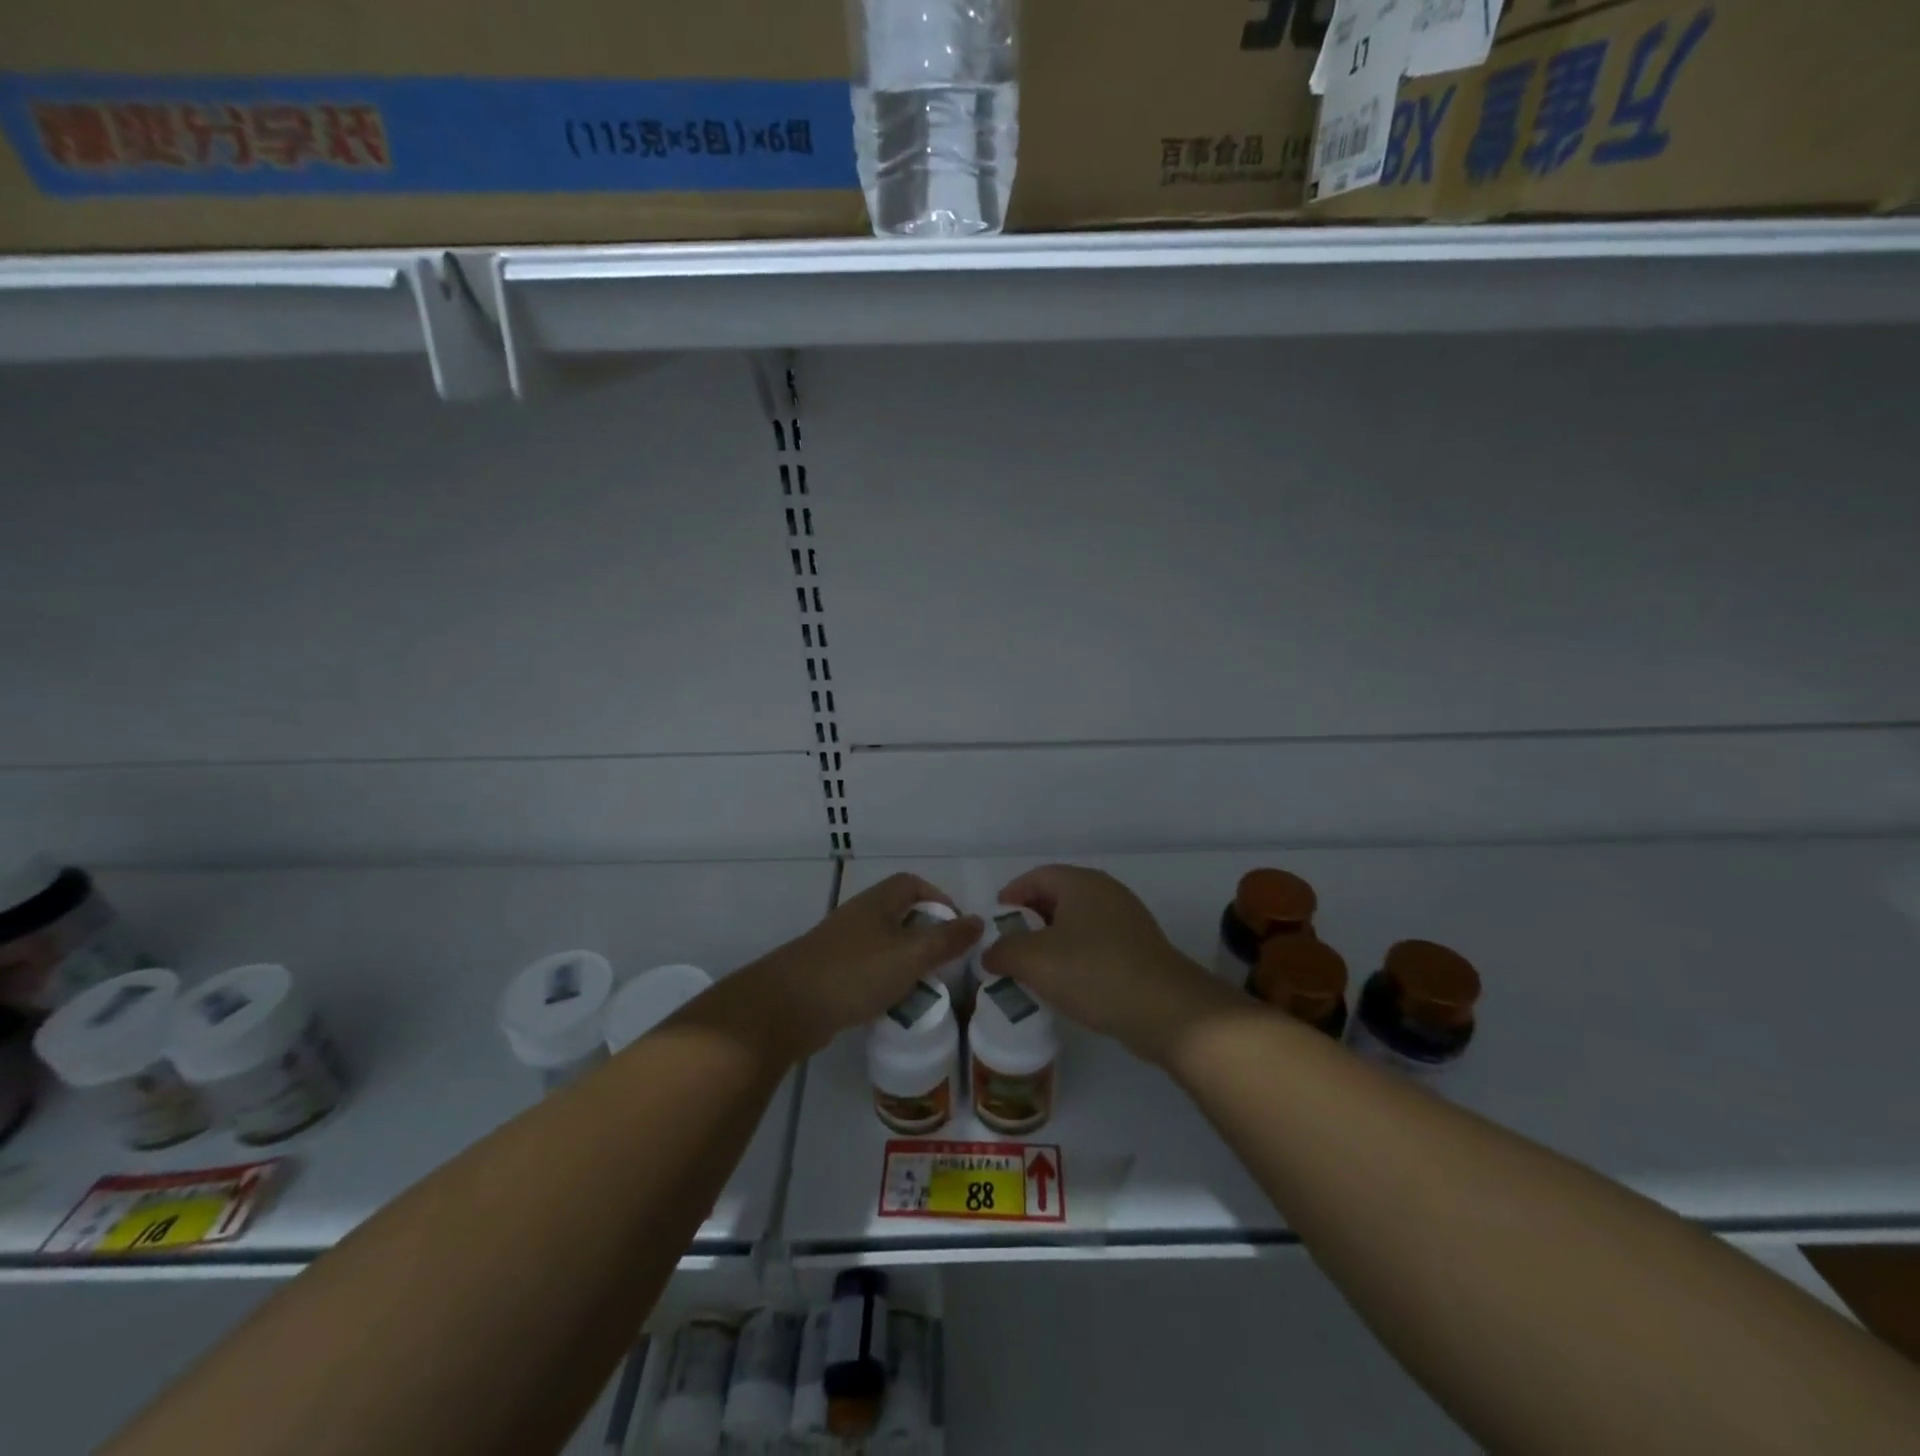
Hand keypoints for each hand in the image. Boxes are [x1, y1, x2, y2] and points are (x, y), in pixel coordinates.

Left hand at [749, 873, 981, 1056]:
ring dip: (906, 962)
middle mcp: (859, 916)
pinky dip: (885, 982)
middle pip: (899, 914)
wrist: (787, 1006)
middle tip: (945, 962)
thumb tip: (979, 921)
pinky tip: (892, 1005)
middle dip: (925, 935)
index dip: (939, 899)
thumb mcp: (911, 955)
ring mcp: (841, 945)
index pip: (912, 884)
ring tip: (924, 987)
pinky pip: (867, 970)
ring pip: (884, 945)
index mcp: (878, 902)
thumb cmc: (855, 972)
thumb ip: (947, 939)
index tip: (957, 928)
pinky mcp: (829, 974)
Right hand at [981, 864, 1239, 1065]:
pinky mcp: (1139, 948)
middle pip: (1057, 897)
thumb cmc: (1094, 972)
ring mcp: (1127, 920)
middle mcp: (1106, 892)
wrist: (1166, 1010)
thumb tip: (991, 953)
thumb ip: (1004, 951)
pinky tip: (1066, 983)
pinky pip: (1096, 943)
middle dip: (1029, 920)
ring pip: (1077, 922)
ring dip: (1052, 941)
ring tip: (1032, 968)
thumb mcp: (1035, 961)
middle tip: (1009, 946)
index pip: (1037, 876)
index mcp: (1081, 883)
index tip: (994, 921)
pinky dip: (1075, 956)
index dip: (1011, 895)